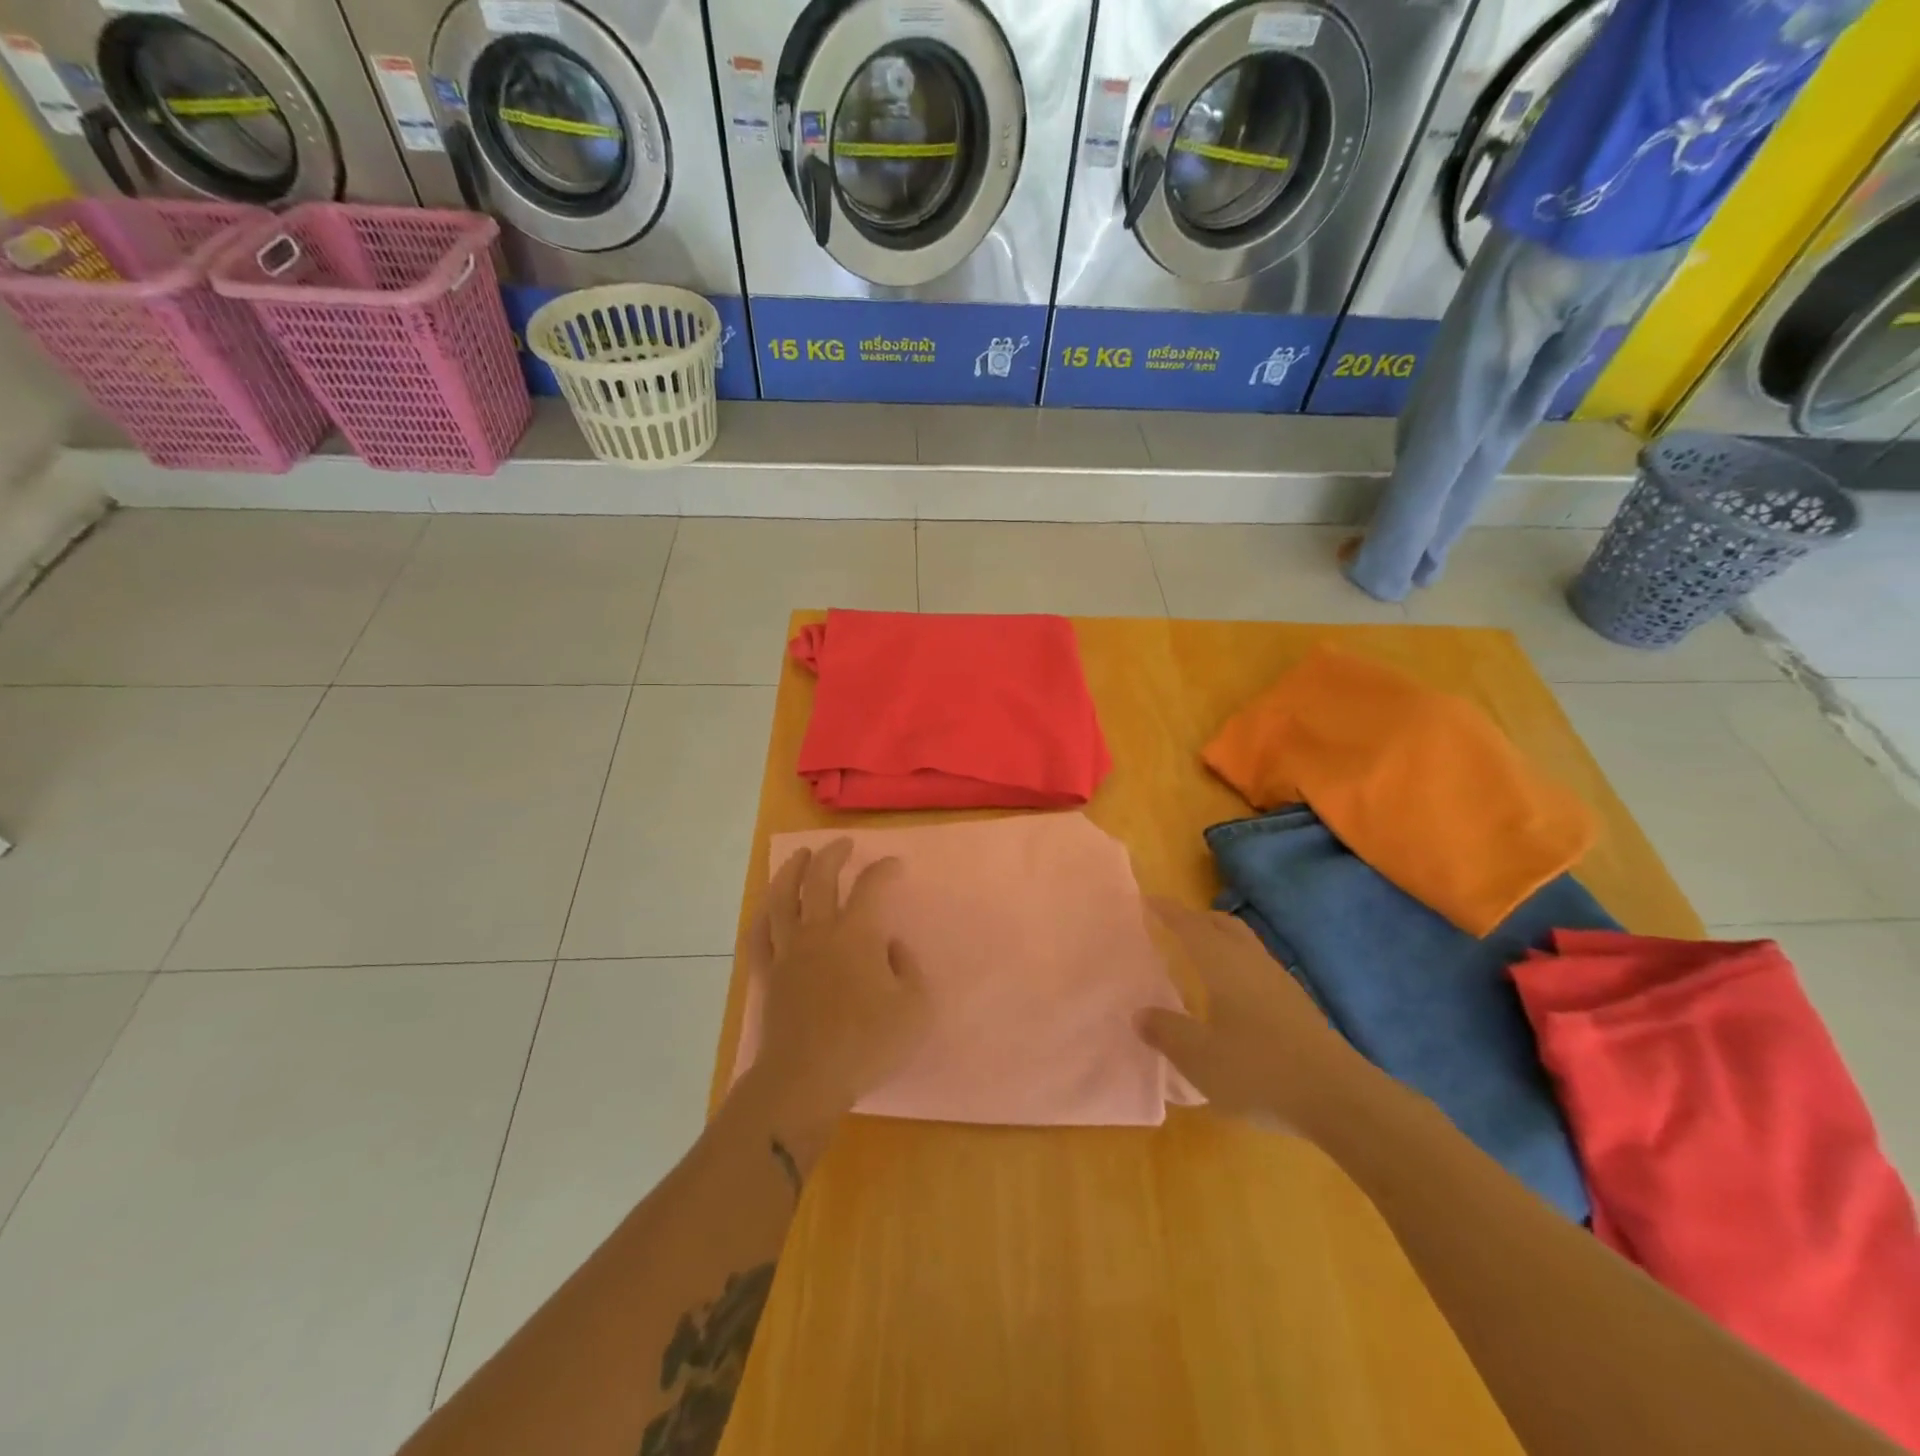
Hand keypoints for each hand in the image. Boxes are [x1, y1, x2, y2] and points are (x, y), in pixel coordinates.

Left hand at [737, 840, 930, 1164]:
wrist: (805, 1078)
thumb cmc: (866, 1044)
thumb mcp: (914, 1008)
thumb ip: (908, 969)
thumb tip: (892, 948)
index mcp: (856, 934)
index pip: (870, 887)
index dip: (883, 870)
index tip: (894, 864)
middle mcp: (819, 932)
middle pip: (819, 878)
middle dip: (832, 855)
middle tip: (842, 844)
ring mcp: (788, 951)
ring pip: (782, 898)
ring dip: (791, 871)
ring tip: (800, 856)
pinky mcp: (767, 974)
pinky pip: (758, 936)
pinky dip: (763, 917)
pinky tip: (767, 909)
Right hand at [1136, 898, 1364, 1137]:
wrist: (1338, 1098)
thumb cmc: (1258, 1070)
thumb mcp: (1198, 1057)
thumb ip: (1166, 1032)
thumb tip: (1140, 1014)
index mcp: (1223, 964)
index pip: (1190, 927)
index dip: (1168, 912)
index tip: (1148, 899)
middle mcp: (1251, 963)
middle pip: (1223, 925)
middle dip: (1197, 918)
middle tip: (1173, 922)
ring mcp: (1279, 983)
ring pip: (1244, 944)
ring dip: (1220, 939)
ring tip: (1200, 952)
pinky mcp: (1297, 1006)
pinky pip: (1258, 967)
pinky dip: (1237, 964)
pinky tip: (1233, 992)